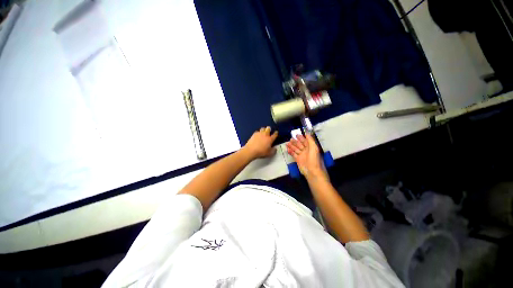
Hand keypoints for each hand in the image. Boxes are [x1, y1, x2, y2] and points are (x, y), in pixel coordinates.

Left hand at [243, 126, 278, 158]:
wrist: (251, 150)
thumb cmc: (261, 152)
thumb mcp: (269, 153)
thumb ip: (273, 150)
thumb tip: (275, 148)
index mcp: (270, 139)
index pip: (275, 134)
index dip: (276, 133)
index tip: (276, 132)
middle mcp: (265, 135)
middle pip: (268, 129)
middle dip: (269, 129)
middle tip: (269, 130)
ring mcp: (259, 134)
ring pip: (263, 128)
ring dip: (264, 129)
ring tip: (263, 131)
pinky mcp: (254, 134)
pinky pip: (257, 131)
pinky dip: (258, 132)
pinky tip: (258, 135)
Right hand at [286, 134, 325, 178]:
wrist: (312, 171)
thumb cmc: (314, 158)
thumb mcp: (314, 147)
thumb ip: (310, 140)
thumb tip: (307, 134)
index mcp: (310, 147)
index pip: (305, 141)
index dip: (301, 138)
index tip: (296, 135)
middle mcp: (306, 151)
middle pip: (299, 145)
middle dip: (295, 142)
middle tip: (290, 139)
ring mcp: (301, 155)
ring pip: (296, 149)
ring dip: (292, 146)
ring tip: (287, 143)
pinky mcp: (298, 160)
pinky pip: (293, 154)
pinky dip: (290, 152)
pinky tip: (287, 149)